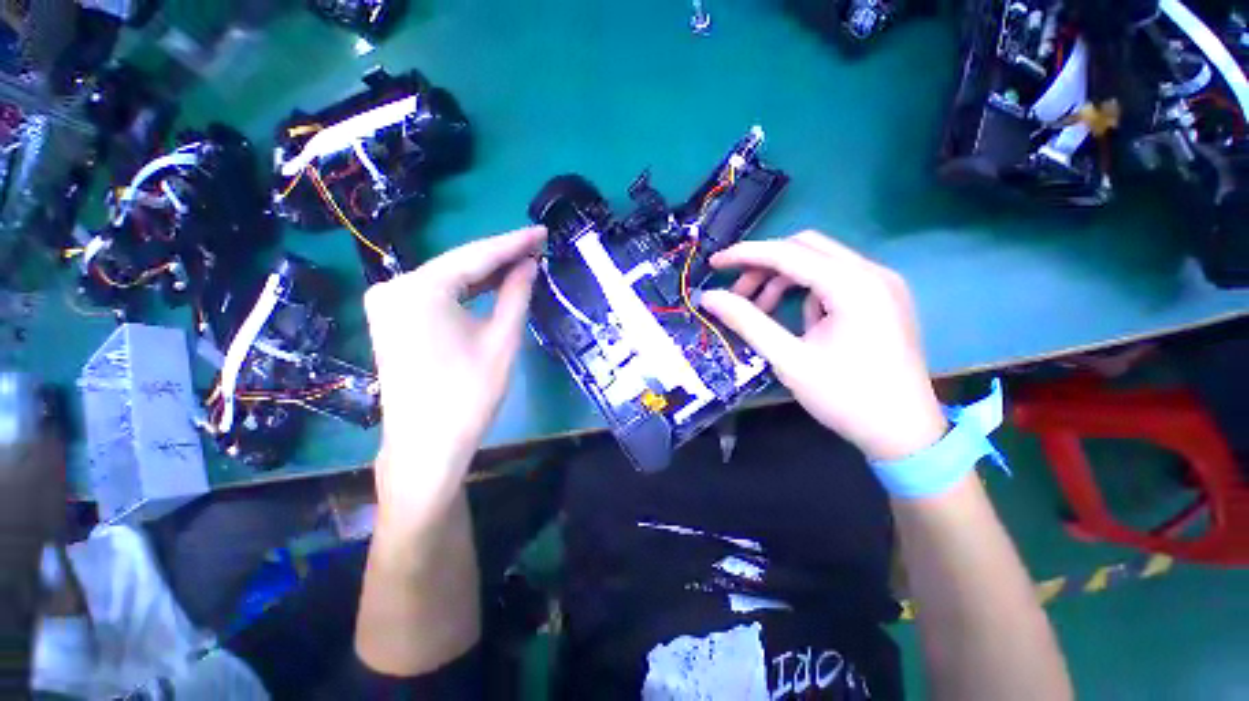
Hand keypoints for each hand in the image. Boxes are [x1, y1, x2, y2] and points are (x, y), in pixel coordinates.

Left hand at [363, 226, 545, 534]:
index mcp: (420, 289)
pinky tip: (492, 284)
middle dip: (500, 257)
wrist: (427, 445)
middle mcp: (394, 286)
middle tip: (536, 247)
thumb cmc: (469, 393)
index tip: (542, 232)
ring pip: (448, 278)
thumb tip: (529, 265)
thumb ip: (516, 294)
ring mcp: (388, 303)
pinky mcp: (392, 319)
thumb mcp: (502, 339)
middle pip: (459, 264)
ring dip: (485, 273)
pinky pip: (436, 295)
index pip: (476, 256)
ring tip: (522, 262)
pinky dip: (466, 290)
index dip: (514, 243)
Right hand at [701, 230, 946, 461]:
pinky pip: (834, 279)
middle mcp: (871, 273)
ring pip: (819, 261)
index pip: (787, 253)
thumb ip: (747, 322)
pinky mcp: (882, 298)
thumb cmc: (845, 398)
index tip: (714, 263)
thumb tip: (708, 297)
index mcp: (852, 285)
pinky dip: (806, 290)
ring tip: (759, 309)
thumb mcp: (788, 360)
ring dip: (783, 278)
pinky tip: (797, 319)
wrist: (904, 433)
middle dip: (764, 265)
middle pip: (805, 247)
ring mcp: (881, 283)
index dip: (744, 255)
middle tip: (736, 292)